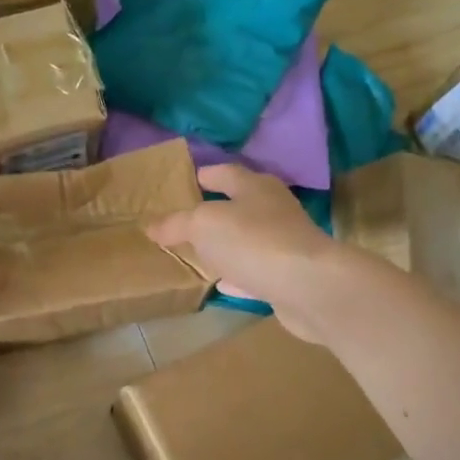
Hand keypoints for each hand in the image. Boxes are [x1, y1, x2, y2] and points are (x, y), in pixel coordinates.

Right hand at [148, 164, 345, 342]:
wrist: (308, 286)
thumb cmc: (253, 241)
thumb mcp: (203, 225)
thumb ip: (177, 224)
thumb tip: (151, 226)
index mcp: (255, 187)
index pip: (226, 173)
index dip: (207, 174)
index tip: (190, 179)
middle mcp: (273, 210)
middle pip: (241, 204)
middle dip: (217, 209)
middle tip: (188, 218)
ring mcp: (284, 243)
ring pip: (248, 239)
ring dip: (227, 244)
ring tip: (201, 251)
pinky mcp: (289, 276)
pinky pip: (255, 270)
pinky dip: (238, 274)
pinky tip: (223, 283)